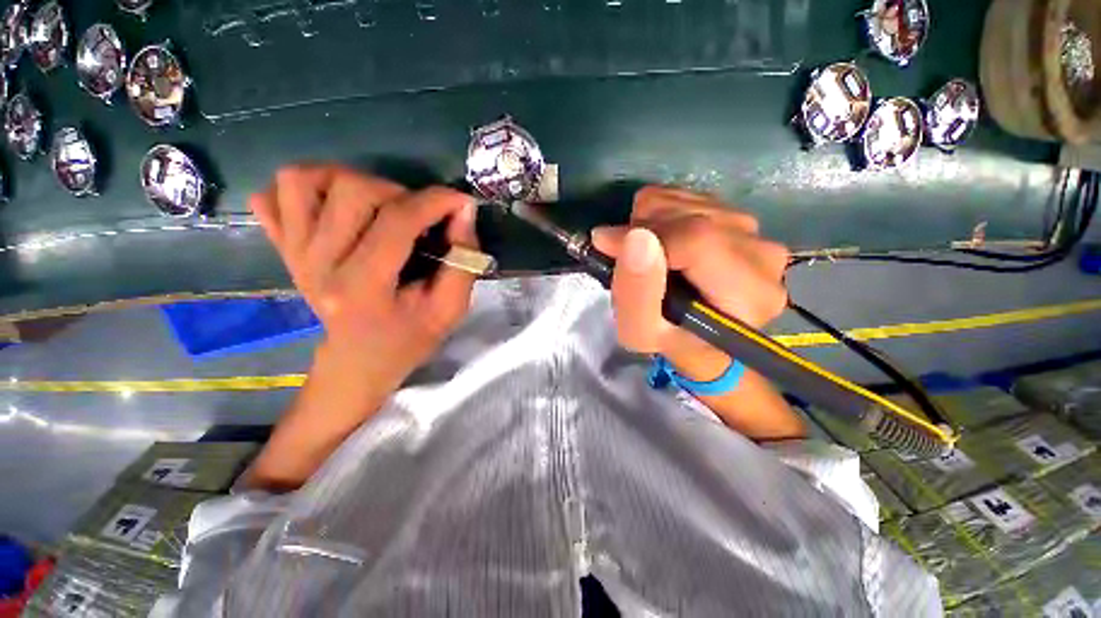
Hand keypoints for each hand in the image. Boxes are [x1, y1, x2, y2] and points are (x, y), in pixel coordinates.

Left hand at [249, 165, 478, 390]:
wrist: (359, 360)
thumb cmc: (409, 338)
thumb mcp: (450, 309)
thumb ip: (463, 262)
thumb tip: (463, 211)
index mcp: (363, 288)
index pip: (396, 222)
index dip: (435, 201)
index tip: (460, 201)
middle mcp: (318, 265)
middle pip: (350, 191)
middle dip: (397, 192)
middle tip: (417, 216)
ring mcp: (293, 253)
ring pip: (302, 180)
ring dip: (348, 181)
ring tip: (377, 205)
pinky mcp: (282, 248)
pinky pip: (273, 196)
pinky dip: (305, 189)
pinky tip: (335, 209)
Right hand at [591, 186, 789, 373]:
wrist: (700, 337)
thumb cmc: (670, 341)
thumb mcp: (641, 332)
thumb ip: (636, 293)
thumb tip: (636, 237)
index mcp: (749, 292)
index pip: (697, 240)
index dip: (646, 235)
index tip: (606, 244)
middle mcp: (763, 254)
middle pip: (691, 215)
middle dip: (643, 231)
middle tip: (626, 260)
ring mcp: (754, 230)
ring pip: (685, 200)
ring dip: (649, 223)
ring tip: (645, 257)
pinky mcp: (738, 217)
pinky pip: (686, 195)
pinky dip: (659, 214)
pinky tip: (659, 243)